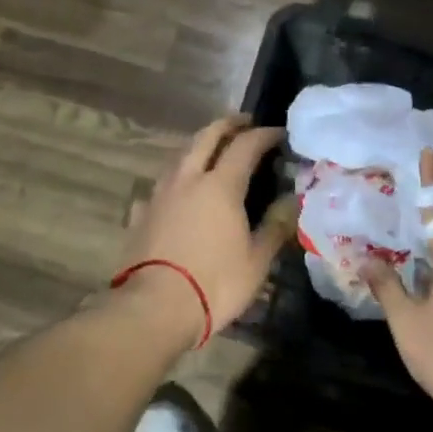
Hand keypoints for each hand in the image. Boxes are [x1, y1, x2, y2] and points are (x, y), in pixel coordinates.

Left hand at [115, 114, 294, 344]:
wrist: (154, 308)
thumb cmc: (214, 284)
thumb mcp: (256, 261)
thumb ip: (275, 227)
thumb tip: (292, 202)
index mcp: (220, 186)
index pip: (245, 146)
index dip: (264, 135)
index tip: (279, 133)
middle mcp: (187, 180)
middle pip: (205, 138)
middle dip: (226, 125)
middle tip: (243, 123)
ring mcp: (158, 195)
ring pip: (179, 157)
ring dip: (198, 147)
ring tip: (211, 152)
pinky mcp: (140, 214)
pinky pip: (160, 187)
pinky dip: (175, 181)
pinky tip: (177, 194)